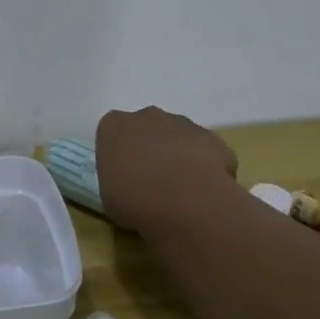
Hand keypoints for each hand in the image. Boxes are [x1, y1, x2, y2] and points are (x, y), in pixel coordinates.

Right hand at [95, 106, 238, 236]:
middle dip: (149, 150)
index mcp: (114, 126)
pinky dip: (203, 167)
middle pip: (146, 129)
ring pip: (177, 138)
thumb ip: (116, 180)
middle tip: (150, 183)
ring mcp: (183, 124)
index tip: (122, 178)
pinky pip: (204, 152)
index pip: (112, 134)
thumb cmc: (134, 199)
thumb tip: (128, 185)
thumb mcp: (107, 196)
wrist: (185, 202)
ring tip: (179, 191)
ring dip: (176, 157)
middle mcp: (147, 116)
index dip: (118, 157)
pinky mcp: (213, 139)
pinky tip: (201, 192)